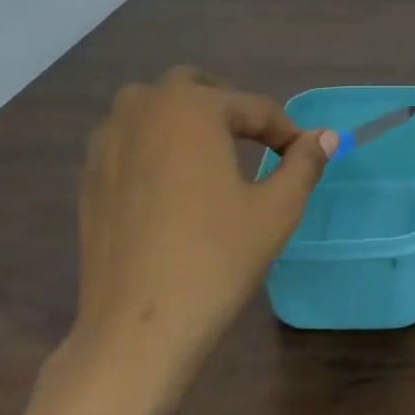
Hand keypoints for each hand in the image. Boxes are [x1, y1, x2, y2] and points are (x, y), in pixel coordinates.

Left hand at [69, 67, 332, 398]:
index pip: (253, 107)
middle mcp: (143, 109)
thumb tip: (325, 136)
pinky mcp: (89, 175)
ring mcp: (107, 141)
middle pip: (194, 88)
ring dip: (186, 120)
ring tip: (213, 157)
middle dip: (230, 108)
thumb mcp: (276, 210)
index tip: (305, 156)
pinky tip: (172, 185)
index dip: (286, 131)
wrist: (138, 326)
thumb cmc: (216, 259)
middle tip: (257, 143)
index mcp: (192, 108)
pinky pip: (128, 139)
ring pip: (153, 109)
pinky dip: (155, 145)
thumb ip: (304, 163)